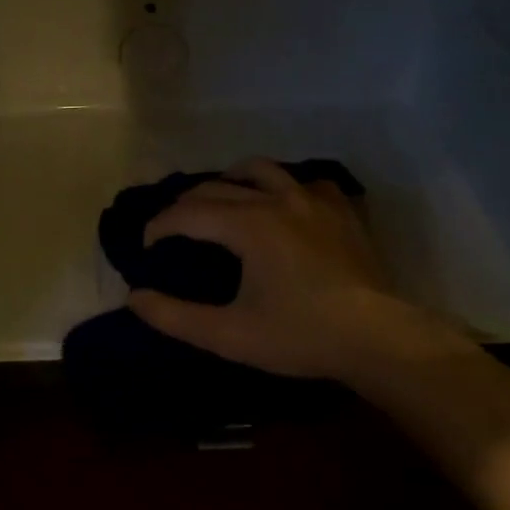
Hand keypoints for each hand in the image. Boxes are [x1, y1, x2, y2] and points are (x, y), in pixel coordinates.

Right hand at [127, 158, 425, 384]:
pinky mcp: (341, 210)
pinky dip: (285, 188)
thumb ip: (175, 316)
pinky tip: (284, 206)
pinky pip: (306, 183)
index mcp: (248, 224)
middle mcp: (278, 199)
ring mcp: (314, 200)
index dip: (160, 226)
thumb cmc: (299, 336)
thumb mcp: (229, 334)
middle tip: (174, 228)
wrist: (375, 338)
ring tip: (223, 200)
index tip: (147, 245)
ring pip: (263, 170)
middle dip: (187, 204)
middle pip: (218, 187)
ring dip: (232, 180)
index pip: (188, 213)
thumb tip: (134, 297)